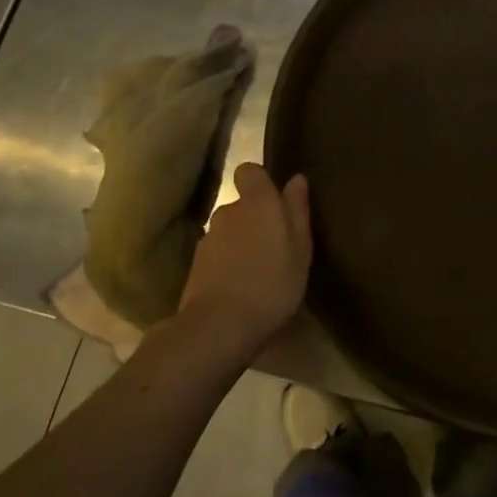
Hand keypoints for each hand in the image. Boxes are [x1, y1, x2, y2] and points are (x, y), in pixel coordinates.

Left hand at [177, 163, 311, 363]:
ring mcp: (209, 238)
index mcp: (257, 202)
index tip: (276, 201)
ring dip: (241, 242)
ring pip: (229, 230)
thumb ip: (297, 210)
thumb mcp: (300, 249)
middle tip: (276, 245)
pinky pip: (218, 254)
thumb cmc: (272, 283)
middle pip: (242, 204)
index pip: (249, 171)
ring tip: (258, 270)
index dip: (261, 182)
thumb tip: (296, 179)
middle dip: (255, 218)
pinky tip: (240, 287)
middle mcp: (229, 211)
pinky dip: (228, 263)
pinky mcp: (196, 265)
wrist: (218, 326)